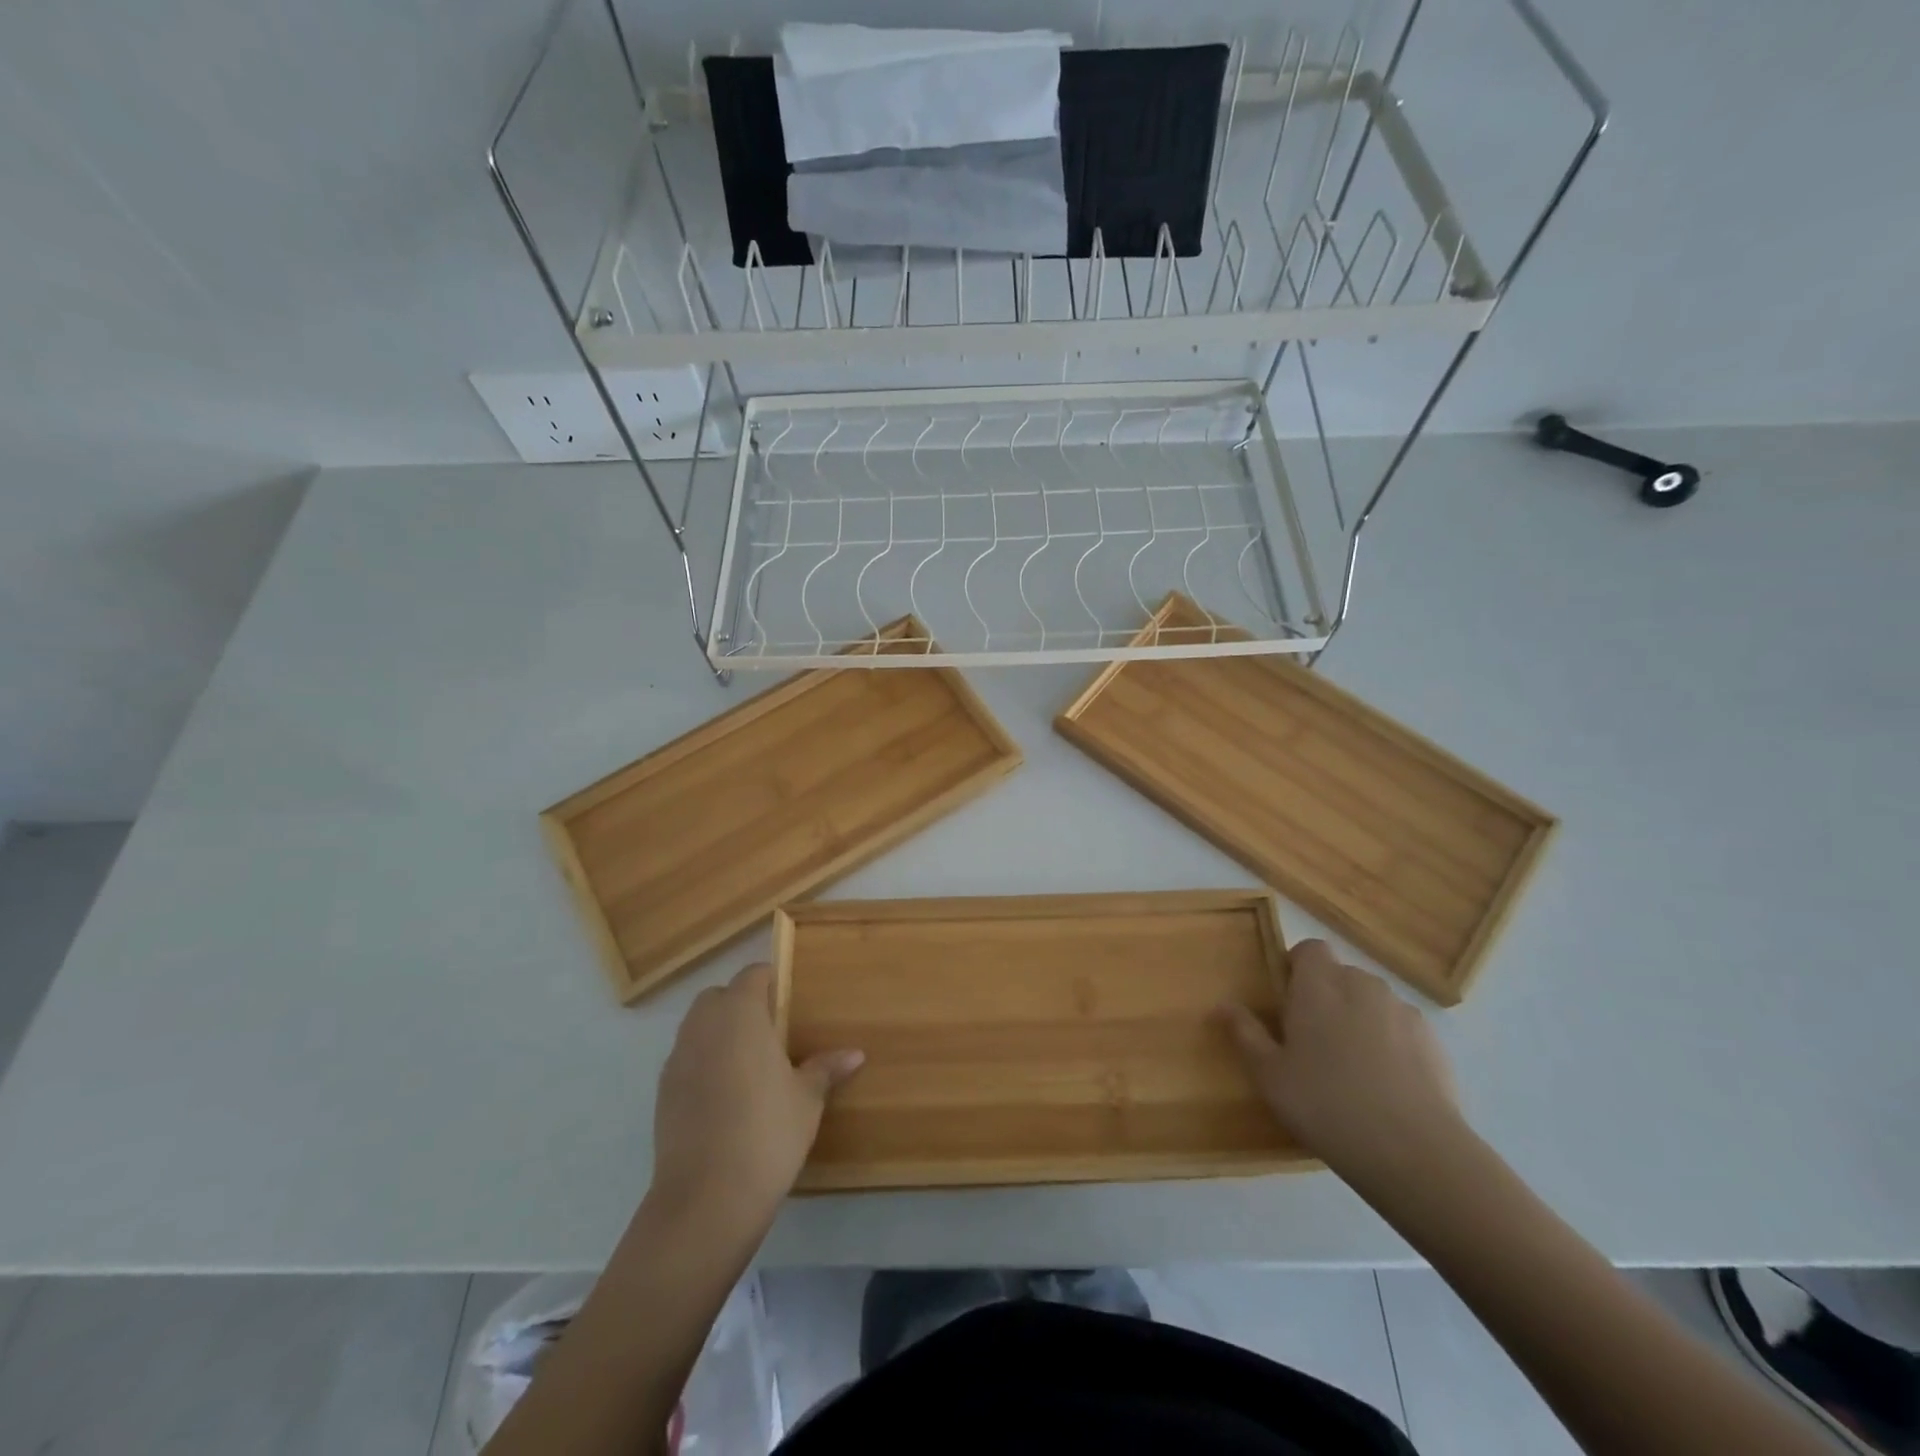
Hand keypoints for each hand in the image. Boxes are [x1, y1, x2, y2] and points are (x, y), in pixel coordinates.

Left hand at [649, 964, 862, 1231]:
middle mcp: (704, 1026)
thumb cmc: (767, 1132)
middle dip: (740, 1004)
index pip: (752, 975)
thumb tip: (855, 1054)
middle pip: (718, 996)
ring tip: (750, 1065)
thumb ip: (825, 1069)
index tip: (790, 1001)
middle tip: (771, 1032)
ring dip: (719, 1033)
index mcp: (740, 1014)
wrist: (706, 1198)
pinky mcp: (662, 1092)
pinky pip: (686, 1060)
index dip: (770, 981)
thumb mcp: (807, 1099)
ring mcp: (677, 1059)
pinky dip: (703, 1064)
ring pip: (697, 1027)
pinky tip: (726, 1097)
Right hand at [1218, 939, 1464, 1183]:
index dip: (1298, 967)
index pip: (1310, 949)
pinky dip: (1392, 1045)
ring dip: (1360, 1019)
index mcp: (1319, 985)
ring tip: (1352, 1067)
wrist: (1415, 1153)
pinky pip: (1402, 1030)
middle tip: (1312, 1041)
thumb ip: (1245, 1033)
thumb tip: (1223, 1004)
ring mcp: (1403, 1013)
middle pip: (1340, 975)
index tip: (1288, 1002)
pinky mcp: (1435, 1043)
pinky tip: (1386, 1086)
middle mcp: (1362, 986)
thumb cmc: (1326, 1104)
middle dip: (1327, 997)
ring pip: (1373, 1003)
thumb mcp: (1270, 1075)